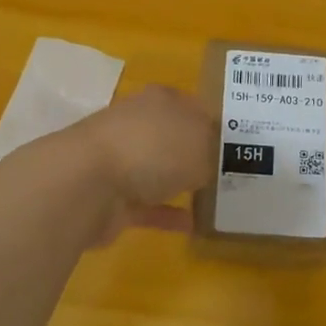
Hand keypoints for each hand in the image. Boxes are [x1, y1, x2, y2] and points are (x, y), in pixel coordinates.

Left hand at [75, 85, 213, 241]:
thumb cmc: (152, 148)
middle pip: (174, 137)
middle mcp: (139, 124)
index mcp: (160, 100)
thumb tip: (212, 159)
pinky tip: (192, 226)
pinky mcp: (112, 197)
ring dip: (179, 183)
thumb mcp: (201, 142)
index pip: (194, 105)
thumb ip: (213, 149)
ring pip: (159, 170)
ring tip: (212, 199)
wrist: (87, 184)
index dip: (214, 122)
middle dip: (197, 153)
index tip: (237, 143)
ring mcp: (121, 161)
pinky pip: (148, 206)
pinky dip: (167, 215)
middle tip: (228, 172)